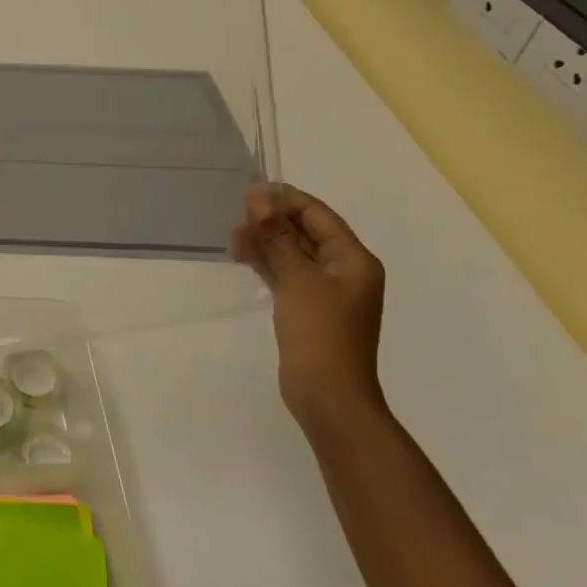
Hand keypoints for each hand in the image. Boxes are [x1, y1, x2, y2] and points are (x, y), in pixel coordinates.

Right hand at [232, 184, 386, 426]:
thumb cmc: (320, 333)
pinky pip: (287, 272)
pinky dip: (267, 262)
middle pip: (306, 231)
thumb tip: (258, 197)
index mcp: (353, 259)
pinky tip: (243, 256)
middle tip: (236, 216)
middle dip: (272, 220)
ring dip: (267, 240)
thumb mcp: (297, 278)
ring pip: (293, 252)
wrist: (328, 396)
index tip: (249, 191)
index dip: (285, 199)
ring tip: (233, 237)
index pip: (318, 214)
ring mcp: (326, 291)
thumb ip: (277, 236)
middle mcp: (344, 270)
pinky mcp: (308, 308)